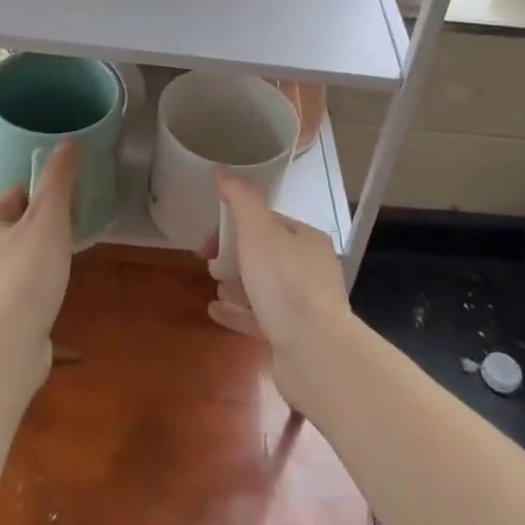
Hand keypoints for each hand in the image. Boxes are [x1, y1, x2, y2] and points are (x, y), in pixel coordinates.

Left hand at [0, 139, 80, 374]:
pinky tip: (49, 297)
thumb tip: (68, 143)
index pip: (17, 195)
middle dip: (45, 230)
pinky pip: (16, 287)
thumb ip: (58, 180)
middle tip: (70, 241)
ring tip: (62, 270)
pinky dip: (33, 287)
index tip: (71, 212)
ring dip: (40, 260)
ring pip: (16, 258)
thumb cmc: (26, 276)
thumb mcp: (48, 220)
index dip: (47, 198)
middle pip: (17, 226)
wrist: (4, 350)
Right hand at [204, 171, 353, 411]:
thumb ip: (241, 199)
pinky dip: (237, 312)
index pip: (267, 222)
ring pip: (263, 287)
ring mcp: (304, 305)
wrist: (315, 353)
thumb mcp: (258, 231)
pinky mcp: (294, 337)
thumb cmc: (285, 283)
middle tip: (209, 264)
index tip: (208, 239)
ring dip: (236, 284)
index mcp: (306, 239)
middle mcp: (310, 268)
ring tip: (213, 287)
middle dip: (234, 256)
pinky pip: (260, 318)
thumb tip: (222, 172)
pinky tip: (215, 311)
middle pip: (265, 254)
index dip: (234, 225)